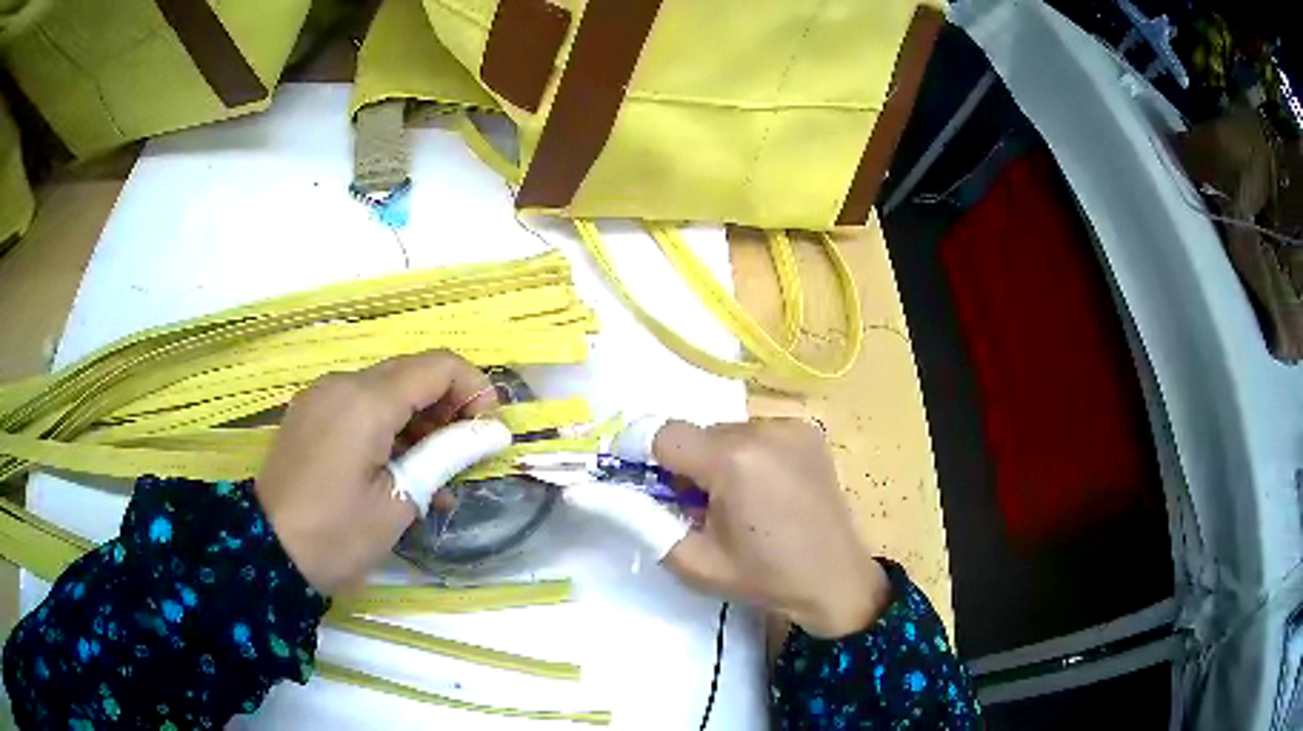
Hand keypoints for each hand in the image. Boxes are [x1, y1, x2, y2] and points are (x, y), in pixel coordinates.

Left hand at [254, 351, 497, 595]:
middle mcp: (342, 384)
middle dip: (449, 409)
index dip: (475, 389)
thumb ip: (447, 455)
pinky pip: (360, 409)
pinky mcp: (310, 416)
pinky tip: (401, 474)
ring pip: (386, 392)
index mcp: (366, 399)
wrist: (266, 554)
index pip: (439, 366)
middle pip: (412, 374)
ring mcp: (322, 398)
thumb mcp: (399, 501)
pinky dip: (389, 431)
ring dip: (420, 425)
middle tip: (465, 459)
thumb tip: (494, 432)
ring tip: (439, 480)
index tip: (488, 433)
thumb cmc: (336, 534)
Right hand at [656, 419, 892, 637]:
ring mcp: (791, 426)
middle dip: (687, 466)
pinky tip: (767, 490)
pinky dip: (748, 455)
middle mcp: (763, 429)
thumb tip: (604, 493)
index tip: (650, 488)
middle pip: (697, 433)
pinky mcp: (809, 431)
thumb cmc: (764, 578)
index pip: (663, 434)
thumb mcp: (693, 561)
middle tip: (700, 508)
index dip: (645, 458)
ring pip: (726, 432)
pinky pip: (757, 433)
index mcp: (733, 461)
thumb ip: (643, 522)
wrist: (836, 580)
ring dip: (718, 459)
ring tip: (739, 502)